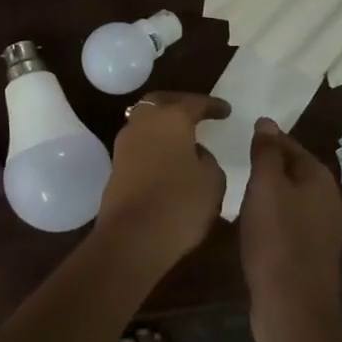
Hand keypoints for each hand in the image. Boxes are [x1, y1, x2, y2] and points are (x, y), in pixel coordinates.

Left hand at [95, 91, 229, 267]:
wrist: (131, 238)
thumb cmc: (179, 203)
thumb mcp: (212, 181)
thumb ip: (208, 160)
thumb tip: (194, 153)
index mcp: (171, 118)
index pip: (194, 103)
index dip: (212, 105)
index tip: (225, 110)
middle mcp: (143, 123)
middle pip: (160, 103)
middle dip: (179, 104)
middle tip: (197, 112)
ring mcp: (124, 145)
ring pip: (145, 122)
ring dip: (163, 125)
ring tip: (183, 137)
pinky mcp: (116, 168)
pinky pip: (139, 144)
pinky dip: (154, 145)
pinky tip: (168, 158)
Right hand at [238, 119, 341, 341]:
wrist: (293, 308)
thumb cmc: (277, 240)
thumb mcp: (266, 187)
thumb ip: (267, 153)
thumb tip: (267, 122)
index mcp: (319, 178)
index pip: (289, 144)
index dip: (264, 140)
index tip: (236, 139)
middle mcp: (327, 199)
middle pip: (291, 170)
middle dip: (265, 166)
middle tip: (232, 164)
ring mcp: (321, 228)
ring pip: (289, 198)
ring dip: (266, 194)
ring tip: (236, 192)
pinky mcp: (309, 253)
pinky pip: (287, 223)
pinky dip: (269, 218)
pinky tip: (250, 224)